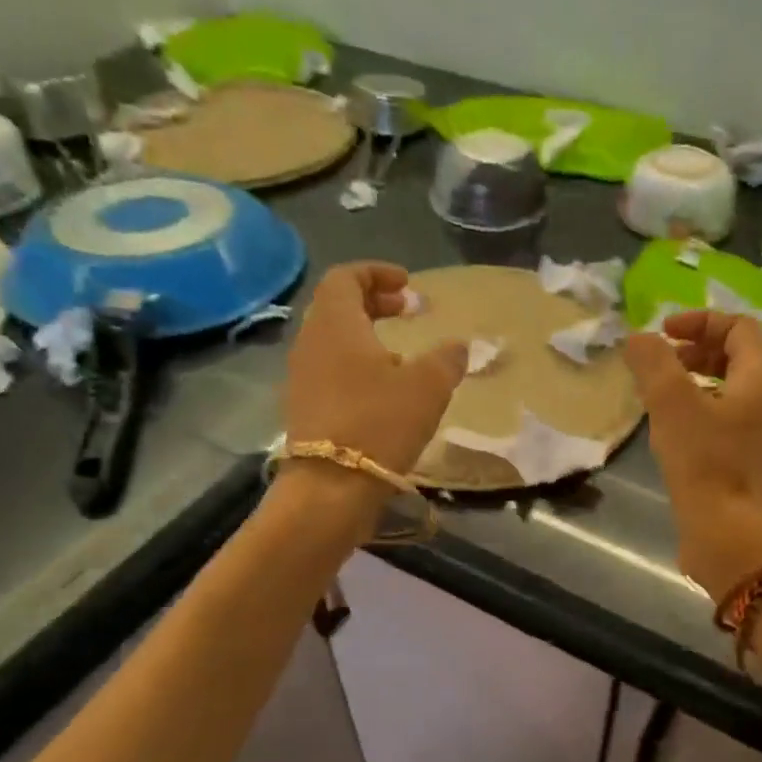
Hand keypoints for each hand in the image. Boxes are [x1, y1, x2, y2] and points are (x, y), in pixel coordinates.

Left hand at [279, 263, 466, 527]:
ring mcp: (302, 377)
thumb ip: (447, 359)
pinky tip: (385, 391)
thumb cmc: (379, 423)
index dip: (377, 273)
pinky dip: (357, 365)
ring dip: (367, 336)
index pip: (346, 277)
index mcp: (335, 323)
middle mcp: (311, 343)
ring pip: (333, 340)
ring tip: (403, 354)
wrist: (330, 488)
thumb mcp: (428, 386)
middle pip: (337, 306)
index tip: (408, 286)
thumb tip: (459, 346)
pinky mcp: (305, 408)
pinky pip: (330, 370)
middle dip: (374, 302)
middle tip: (407, 311)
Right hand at [623, 311, 761, 595]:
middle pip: (738, 356)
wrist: (727, 531)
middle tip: (662, 363)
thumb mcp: (670, 402)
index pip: (738, 327)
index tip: (663, 334)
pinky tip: (676, 428)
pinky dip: (704, 408)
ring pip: (733, 388)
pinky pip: (731, 417)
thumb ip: (653, 361)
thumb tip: (639, 338)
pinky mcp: (754, 459)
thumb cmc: (703, 459)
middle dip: (697, 350)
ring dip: (698, 380)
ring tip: (662, 395)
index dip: (699, 321)